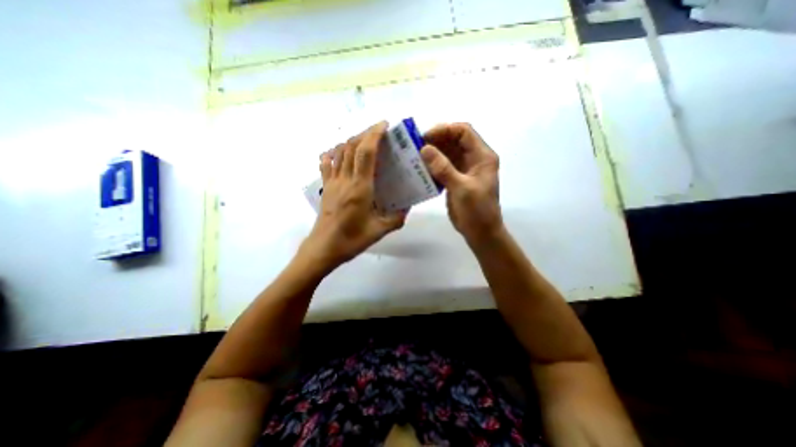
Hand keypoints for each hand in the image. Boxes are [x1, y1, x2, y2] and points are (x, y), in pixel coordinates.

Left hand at [300, 120, 409, 270]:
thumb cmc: (352, 240)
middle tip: (379, 132)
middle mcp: (345, 179)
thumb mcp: (380, 230)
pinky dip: (334, 153)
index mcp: (360, 188)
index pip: (365, 152)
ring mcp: (332, 182)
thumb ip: (397, 218)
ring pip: (339, 151)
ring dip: (352, 141)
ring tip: (365, 141)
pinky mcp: (325, 187)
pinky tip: (341, 153)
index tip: (384, 125)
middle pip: (351, 146)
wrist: (324, 248)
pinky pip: (326, 163)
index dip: (374, 134)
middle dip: (365, 133)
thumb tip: (407, 207)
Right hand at [418, 122, 498, 244]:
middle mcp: (474, 159)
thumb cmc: (477, 211)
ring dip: (433, 152)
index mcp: (482, 156)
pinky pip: (443, 166)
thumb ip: (444, 168)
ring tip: (415, 155)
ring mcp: (464, 169)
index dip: (445, 130)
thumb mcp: (462, 188)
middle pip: (454, 140)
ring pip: (447, 153)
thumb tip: (425, 148)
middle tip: (416, 146)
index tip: (426, 137)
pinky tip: (420, 168)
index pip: (464, 132)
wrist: (480, 232)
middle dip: (436, 140)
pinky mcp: (456, 179)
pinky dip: (432, 165)